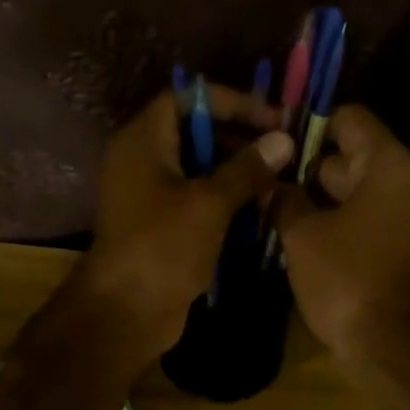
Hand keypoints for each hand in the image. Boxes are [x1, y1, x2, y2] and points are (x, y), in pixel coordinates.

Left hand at [75, 86, 292, 366]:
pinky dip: (226, 201)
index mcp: (143, 141)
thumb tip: (283, 140)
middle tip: (282, 151)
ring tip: (279, 182)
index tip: (271, 118)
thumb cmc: (163, 247)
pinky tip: (260, 210)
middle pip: (195, 133)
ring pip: (199, 170)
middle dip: (240, 139)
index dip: (229, 102)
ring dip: (238, 173)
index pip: (186, 98)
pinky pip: (197, 200)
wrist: (127, 311)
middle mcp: (143, 161)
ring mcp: (150, 196)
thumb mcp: (210, 203)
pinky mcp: (161, 226)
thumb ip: (247, 169)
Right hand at [274, 105, 409, 362]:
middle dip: (309, 169)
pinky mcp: (407, 247)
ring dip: (322, 200)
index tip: (276, 146)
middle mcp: (409, 182)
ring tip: (278, 212)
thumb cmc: (345, 278)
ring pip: (359, 192)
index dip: (311, 126)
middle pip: (353, 157)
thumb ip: (285, 200)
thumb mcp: (302, 235)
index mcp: (389, 165)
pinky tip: (305, 239)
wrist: (390, 344)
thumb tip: (274, 185)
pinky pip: (369, 220)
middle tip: (268, 184)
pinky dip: (341, 223)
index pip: (350, 119)